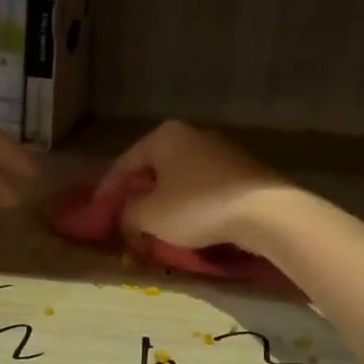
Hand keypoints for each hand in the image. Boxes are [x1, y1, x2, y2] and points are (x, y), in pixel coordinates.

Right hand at [94, 121, 297, 252]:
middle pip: (153, 169)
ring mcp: (221, 151)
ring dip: (164, 203)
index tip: (98, 215)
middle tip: (126, 221)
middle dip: (138, 196)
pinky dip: (189, 205)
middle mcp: (192, 135)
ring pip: (179, 179)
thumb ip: (127, 215)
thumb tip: (127, 219)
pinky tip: (188, 226)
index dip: (107, 192)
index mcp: (164, 136)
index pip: (124, 164)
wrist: (266, 213)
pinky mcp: (242, 172)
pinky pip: (203, 188)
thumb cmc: (197, 207)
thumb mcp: (149, 216)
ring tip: (155, 227)